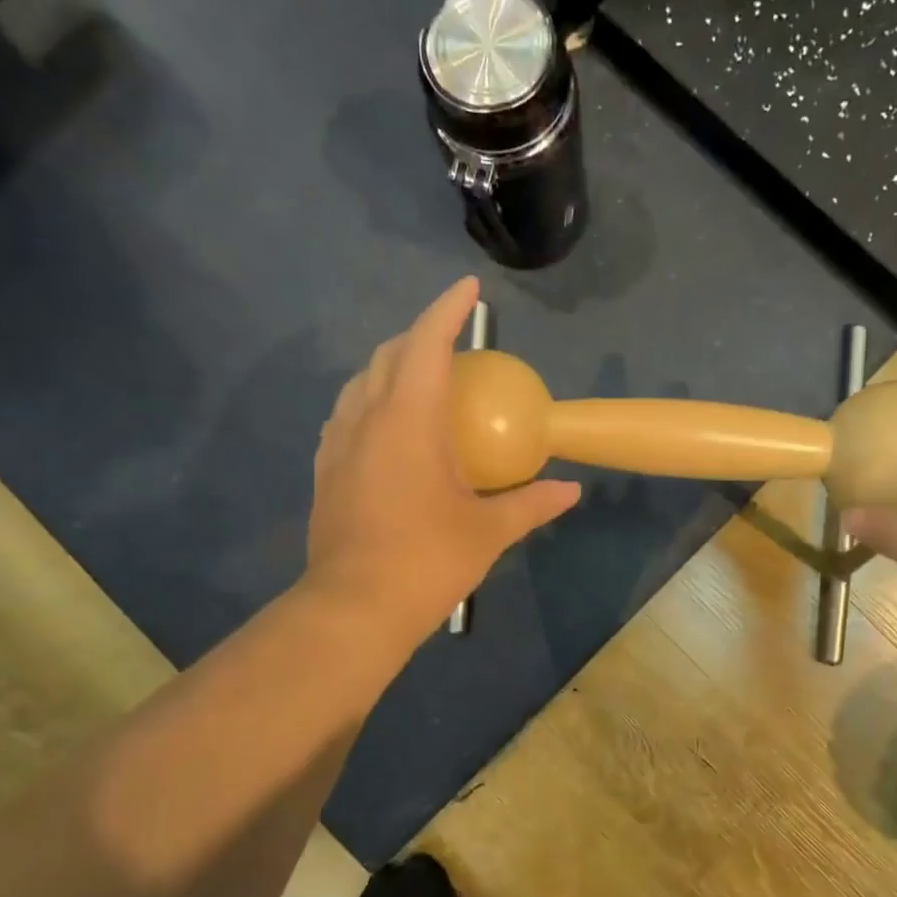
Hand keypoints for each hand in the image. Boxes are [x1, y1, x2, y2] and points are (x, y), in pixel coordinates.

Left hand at [307, 278, 579, 639]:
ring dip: (390, 366)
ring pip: (360, 382)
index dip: (447, 310)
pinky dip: (370, 400)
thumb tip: (571, 491)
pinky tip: (387, 426)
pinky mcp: (325, 470)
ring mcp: (338, 444)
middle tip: (452, 342)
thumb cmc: (427, 562)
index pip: (427, 344)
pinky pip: (347, 415)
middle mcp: (366, 418)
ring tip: (419, 377)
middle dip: (420, 335)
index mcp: (409, 420)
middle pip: (389, 355)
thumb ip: (531, 504)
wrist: (354, 608)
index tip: (469, 289)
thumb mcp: (488, 532)